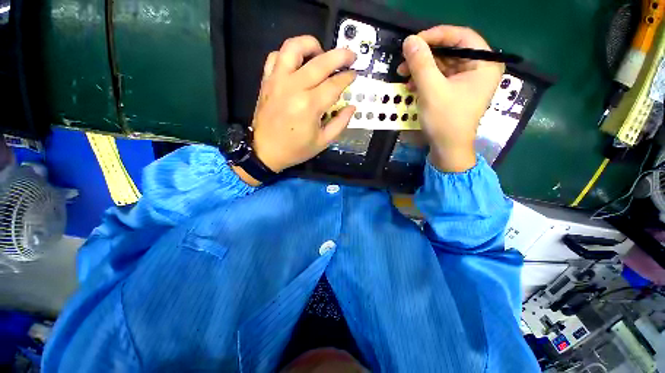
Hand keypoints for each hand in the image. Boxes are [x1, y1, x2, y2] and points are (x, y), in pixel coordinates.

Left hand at [251, 36, 356, 173]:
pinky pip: (275, 56)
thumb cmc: (293, 148)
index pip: (335, 82)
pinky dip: (287, 54)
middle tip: (349, 57)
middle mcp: (293, 87)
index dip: (348, 76)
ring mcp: (277, 80)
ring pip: (293, 47)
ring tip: (320, 53)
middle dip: (341, 55)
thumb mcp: (323, 141)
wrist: (262, 151)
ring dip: (310, 44)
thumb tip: (352, 105)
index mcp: (309, 105)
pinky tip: (297, 62)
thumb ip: (342, 122)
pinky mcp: (267, 79)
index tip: (353, 75)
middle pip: (321, 61)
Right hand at [397, 26, 503, 171]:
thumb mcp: (431, 88)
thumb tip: (410, 39)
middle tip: (407, 54)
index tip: (417, 40)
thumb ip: (421, 60)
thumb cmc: (447, 121)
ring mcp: (470, 75)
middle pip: (453, 44)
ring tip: (403, 71)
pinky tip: (410, 81)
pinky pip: (442, 67)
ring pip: (445, 55)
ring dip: (422, 61)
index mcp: (485, 67)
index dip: (439, 33)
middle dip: (427, 49)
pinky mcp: (460, 82)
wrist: (449, 151)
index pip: (464, 35)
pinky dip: (426, 71)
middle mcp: (481, 67)